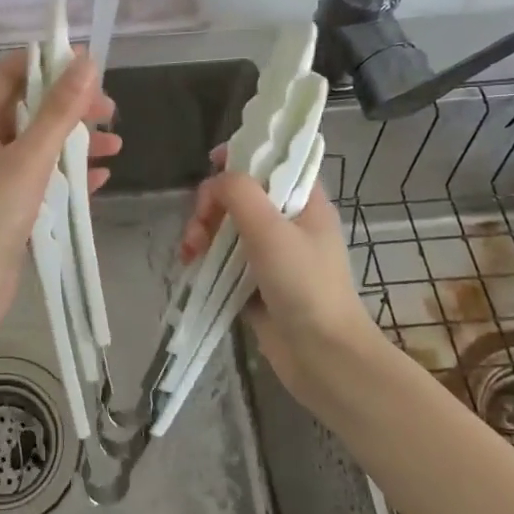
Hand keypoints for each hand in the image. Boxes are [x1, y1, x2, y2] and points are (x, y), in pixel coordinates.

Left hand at [0, 49, 118, 343]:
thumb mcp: (30, 157)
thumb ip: (58, 111)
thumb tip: (84, 62)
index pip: (8, 74)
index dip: (44, 62)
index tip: (84, 63)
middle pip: (30, 109)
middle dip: (70, 106)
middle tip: (108, 111)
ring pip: (40, 145)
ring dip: (76, 141)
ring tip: (115, 144)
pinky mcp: (9, 207)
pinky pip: (43, 179)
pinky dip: (70, 174)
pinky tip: (100, 178)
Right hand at [180, 154, 382, 420]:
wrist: (324, 357)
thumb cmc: (304, 285)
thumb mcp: (271, 230)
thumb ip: (239, 193)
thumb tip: (215, 181)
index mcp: (304, 202)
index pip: (273, 162)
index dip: (242, 156)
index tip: (211, 165)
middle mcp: (289, 223)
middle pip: (241, 195)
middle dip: (212, 205)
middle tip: (199, 228)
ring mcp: (273, 255)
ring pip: (228, 227)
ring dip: (203, 232)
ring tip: (190, 254)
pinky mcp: (257, 283)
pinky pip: (224, 258)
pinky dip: (206, 258)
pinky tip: (191, 266)